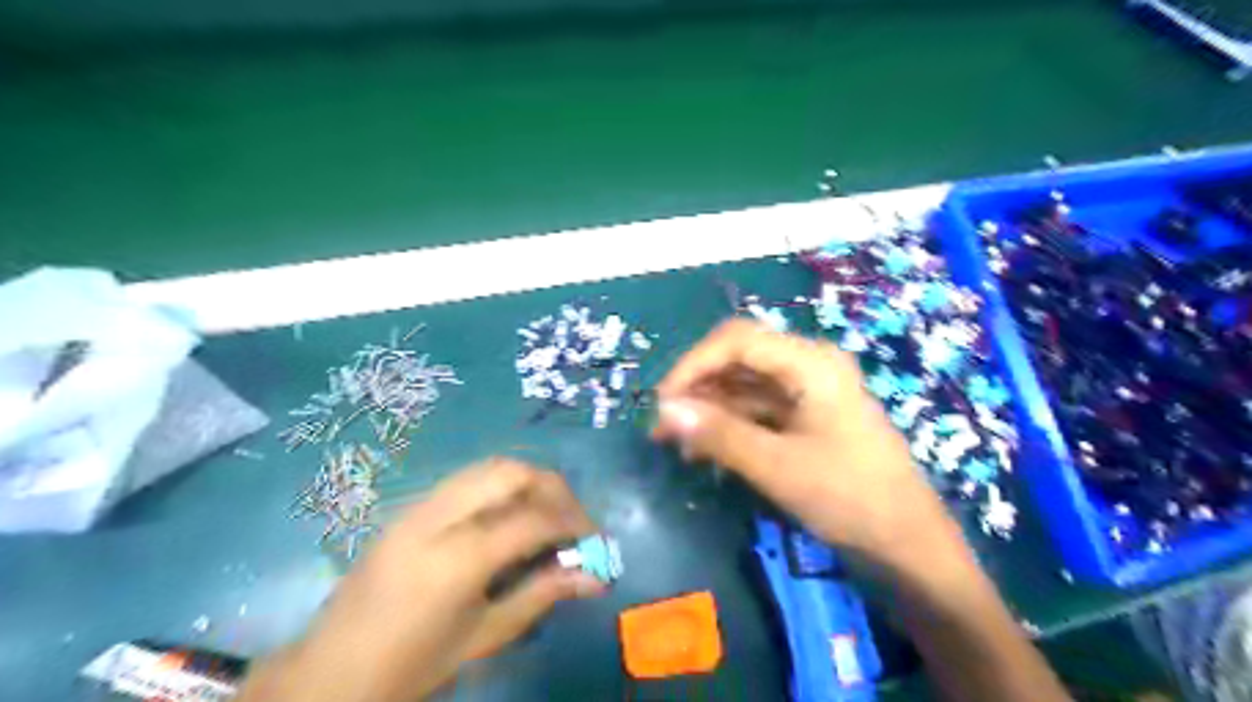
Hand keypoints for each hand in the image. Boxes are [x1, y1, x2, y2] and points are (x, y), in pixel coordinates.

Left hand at [239, 457, 607, 700]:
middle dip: (553, 488)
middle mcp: (437, 518)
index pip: (532, 519)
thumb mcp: (483, 638)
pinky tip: (508, 516)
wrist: (329, 674)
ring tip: (546, 514)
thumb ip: (541, 596)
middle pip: (511, 472)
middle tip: (572, 520)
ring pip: (488, 466)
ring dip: (527, 481)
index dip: (573, 523)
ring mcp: (418, 507)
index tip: (595, 539)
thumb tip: (595, 577)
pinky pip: (466, 480)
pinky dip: (500, 487)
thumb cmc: (411, 667)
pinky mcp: (409, 508)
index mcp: (456, 560)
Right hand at [649, 320, 961, 567]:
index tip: (663, 403)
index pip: (737, 340)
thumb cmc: (850, 499)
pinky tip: (704, 449)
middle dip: (698, 387)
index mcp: (811, 363)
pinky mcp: (807, 418)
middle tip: (663, 425)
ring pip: (745, 385)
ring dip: (709, 407)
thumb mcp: (778, 466)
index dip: (693, 364)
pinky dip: (729, 424)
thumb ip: (720, 434)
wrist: (909, 547)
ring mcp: (809, 393)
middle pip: (740, 358)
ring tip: (675, 441)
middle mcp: (809, 366)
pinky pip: (758, 409)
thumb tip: (664, 412)